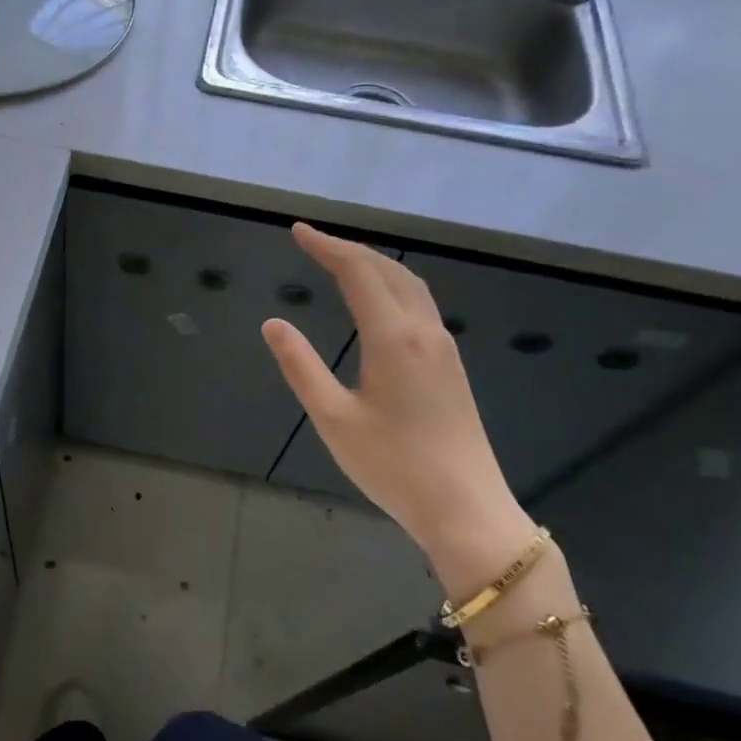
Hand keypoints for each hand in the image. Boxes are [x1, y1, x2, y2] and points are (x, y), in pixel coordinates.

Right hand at [261, 223, 533, 591]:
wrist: (466, 508)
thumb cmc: (393, 466)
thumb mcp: (333, 419)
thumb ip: (301, 367)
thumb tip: (273, 323)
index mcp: (394, 338)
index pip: (358, 272)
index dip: (327, 247)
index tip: (298, 232)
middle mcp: (424, 332)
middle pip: (388, 270)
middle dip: (350, 249)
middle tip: (313, 242)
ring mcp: (444, 348)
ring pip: (410, 286)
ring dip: (374, 265)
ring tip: (341, 262)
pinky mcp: (451, 366)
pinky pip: (420, 305)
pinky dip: (392, 286)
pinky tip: (378, 302)